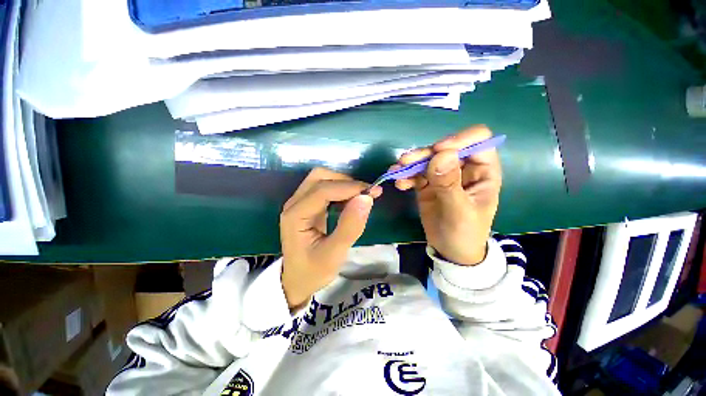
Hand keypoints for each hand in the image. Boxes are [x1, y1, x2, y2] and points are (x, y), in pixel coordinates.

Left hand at [280, 168, 381, 309]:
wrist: (297, 280)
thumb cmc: (313, 270)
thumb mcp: (334, 254)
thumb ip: (350, 226)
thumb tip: (366, 198)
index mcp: (296, 215)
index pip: (323, 190)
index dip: (349, 187)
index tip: (373, 192)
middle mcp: (294, 203)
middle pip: (320, 177)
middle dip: (346, 182)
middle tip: (366, 195)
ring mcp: (299, 202)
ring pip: (322, 179)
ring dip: (344, 184)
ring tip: (361, 197)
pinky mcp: (306, 204)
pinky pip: (324, 187)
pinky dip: (340, 189)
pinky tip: (351, 201)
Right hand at [393, 126, 501, 265]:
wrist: (449, 250)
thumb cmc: (464, 233)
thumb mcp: (459, 212)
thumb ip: (450, 184)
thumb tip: (441, 155)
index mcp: (482, 171)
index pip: (477, 141)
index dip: (458, 140)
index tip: (437, 151)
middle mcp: (463, 168)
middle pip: (444, 149)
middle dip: (424, 153)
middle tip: (405, 162)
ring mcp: (443, 175)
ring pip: (427, 159)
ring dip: (410, 163)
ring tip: (396, 171)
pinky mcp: (428, 184)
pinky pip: (415, 174)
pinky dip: (406, 176)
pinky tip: (399, 183)